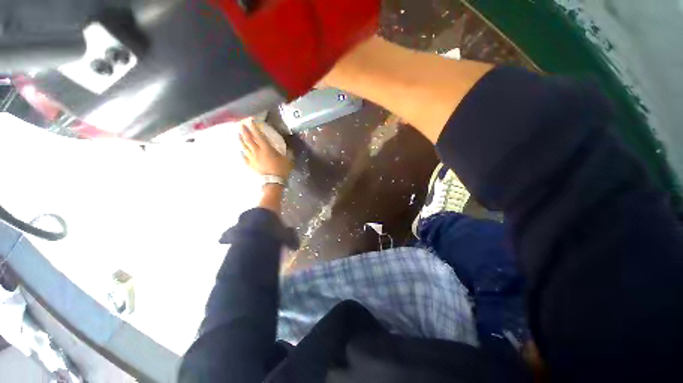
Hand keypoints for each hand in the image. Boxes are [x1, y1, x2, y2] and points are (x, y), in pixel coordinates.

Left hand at [239, 121, 292, 178]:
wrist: (273, 181)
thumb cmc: (281, 169)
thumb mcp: (288, 159)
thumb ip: (288, 153)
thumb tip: (289, 149)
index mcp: (267, 148)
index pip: (259, 135)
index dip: (255, 127)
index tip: (251, 121)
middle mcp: (257, 151)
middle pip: (248, 139)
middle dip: (245, 131)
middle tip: (241, 125)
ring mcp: (252, 158)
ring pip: (244, 147)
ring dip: (241, 140)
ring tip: (238, 135)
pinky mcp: (251, 165)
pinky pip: (244, 158)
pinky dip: (242, 154)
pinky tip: (240, 152)